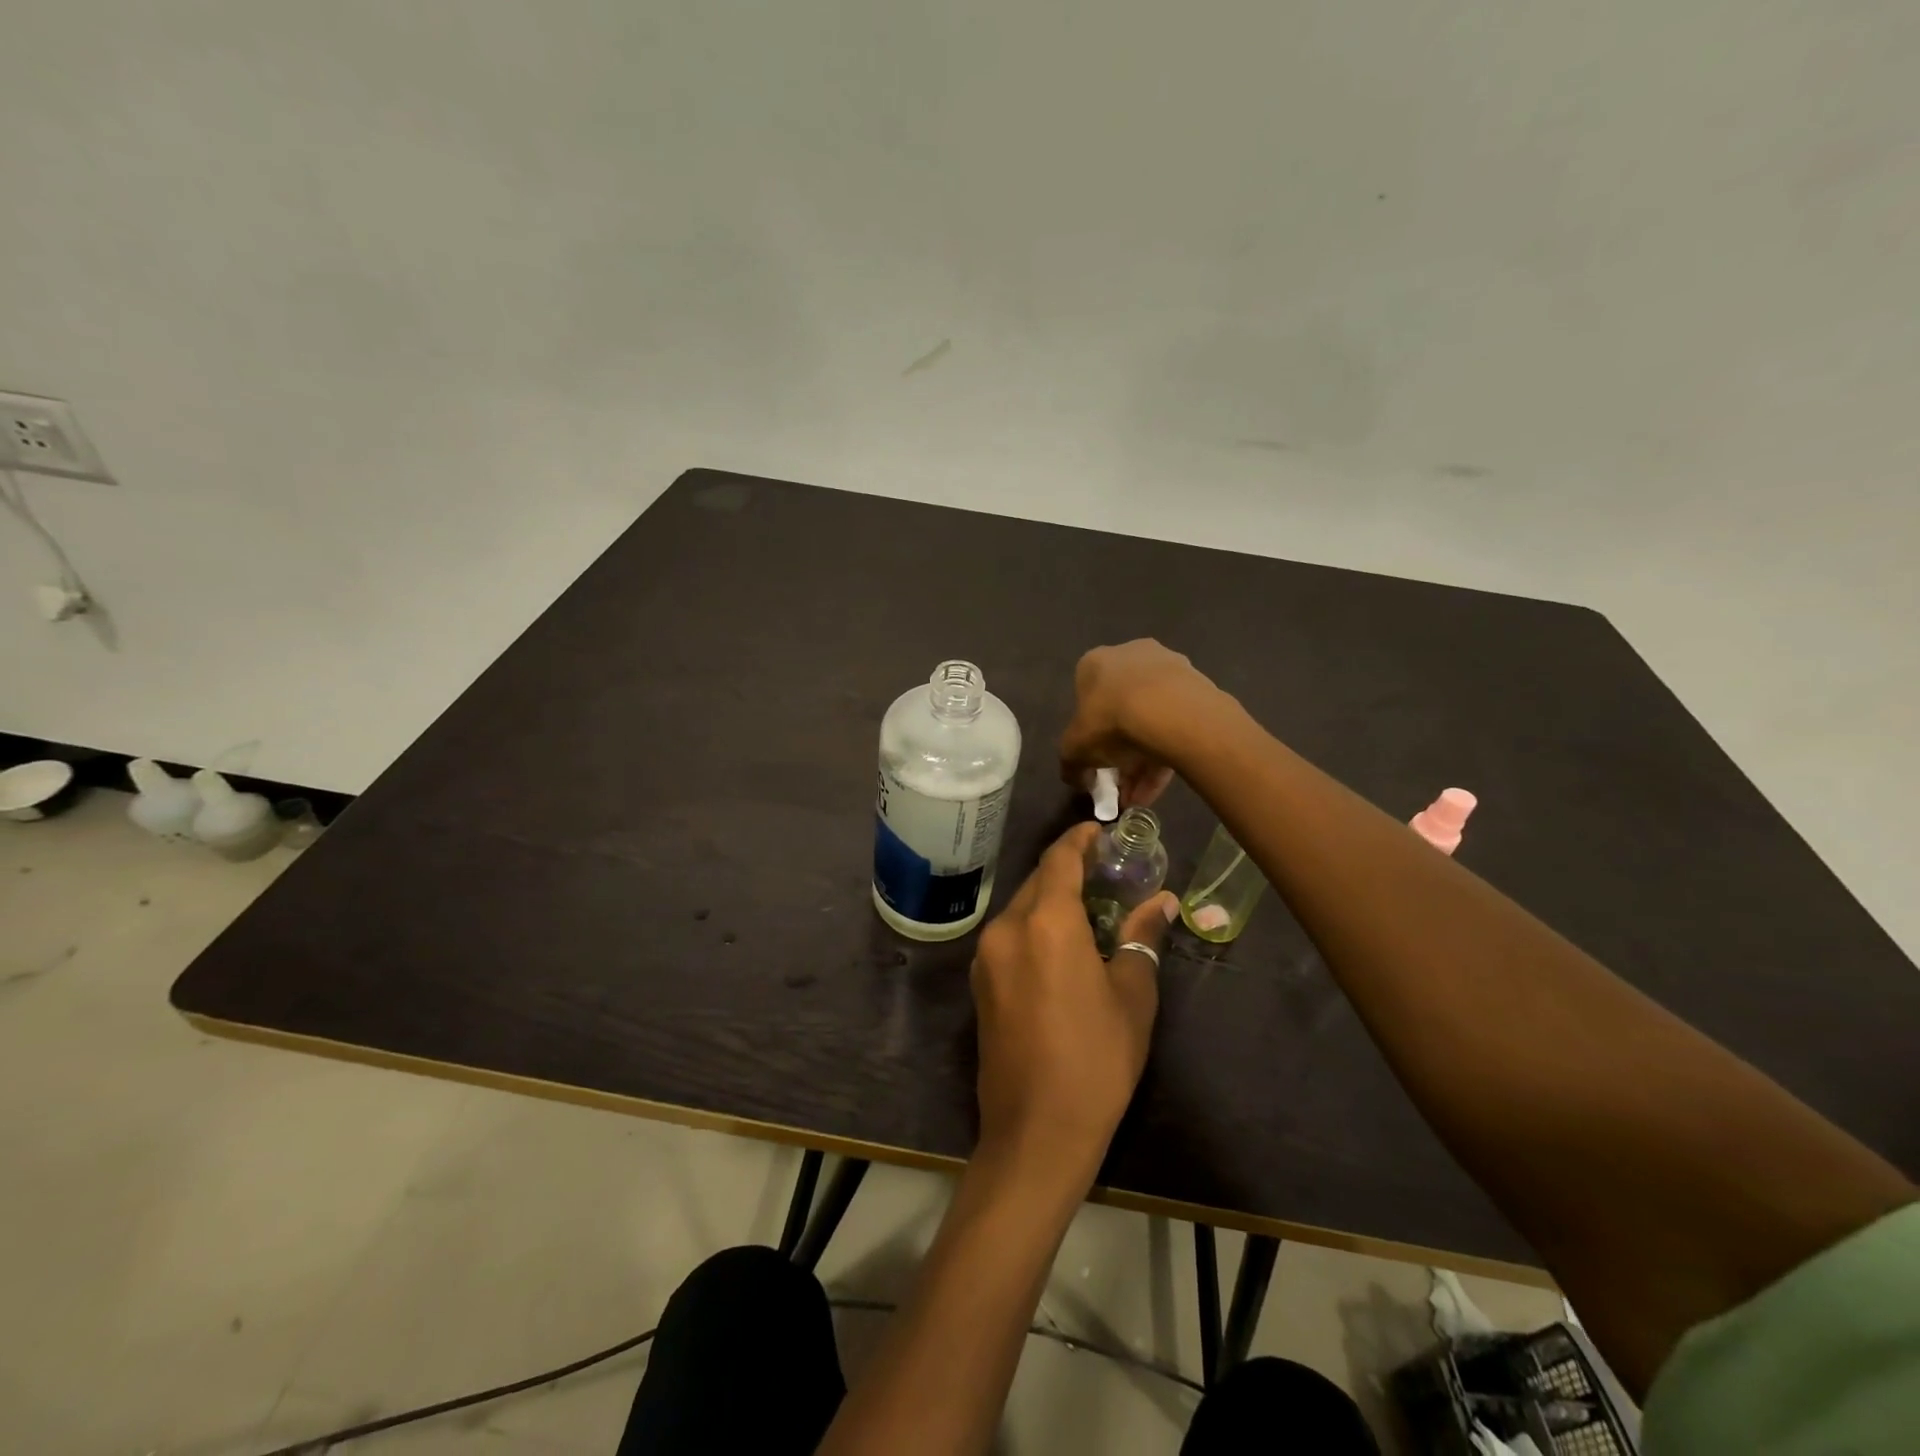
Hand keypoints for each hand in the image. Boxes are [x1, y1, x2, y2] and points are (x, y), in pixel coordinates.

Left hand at [970, 823, 1178, 1185]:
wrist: (1035, 1131)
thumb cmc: (1096, 1060)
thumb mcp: (1132, 996)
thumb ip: (1141, 938)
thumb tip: (1161, 901)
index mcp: (1045, 923)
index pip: (1059, 859)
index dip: (1080, 839)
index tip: (1102, 831)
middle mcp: (1006, 928)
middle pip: (1038, 880)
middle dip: (1068, 869)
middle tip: (1106, 872)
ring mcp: (986, 956)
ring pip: (1021, 908)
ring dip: (1050, 899)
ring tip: (1089, 907)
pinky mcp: (980, 983)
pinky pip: (1009, 935)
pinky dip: (1034, 926)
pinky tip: (1061, 944)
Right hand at [1058, 640, 1225, 808]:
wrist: (1171, 711)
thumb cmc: (1110, 720)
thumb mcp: (1075, 748)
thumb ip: (1070, 763)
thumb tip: (1076, 777)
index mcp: (1095, 663)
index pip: (1086, 700)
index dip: (1089, 735)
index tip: (1095, 762)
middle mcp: (1131, 656)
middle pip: (1122, 711)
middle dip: (1119, 753)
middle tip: (1120, 783)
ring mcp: (1169, 669)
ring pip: (1151, 720)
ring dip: (1143, 761)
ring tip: (1140, 797)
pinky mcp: (1197, 687)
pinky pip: (1176, 725)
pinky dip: (1166, 755)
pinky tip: (1159, 787)